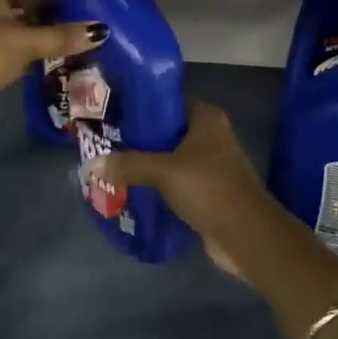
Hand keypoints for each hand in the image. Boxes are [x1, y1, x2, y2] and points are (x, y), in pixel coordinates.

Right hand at [101, 102, 273, 277]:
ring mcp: (212, 166)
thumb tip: (90, 165)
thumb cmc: (209, 188)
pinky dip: (158, 188)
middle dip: (140, 140)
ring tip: (112, 168)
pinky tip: (133, 192)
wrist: (247, 236)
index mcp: (207, 118)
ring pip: (171, 160)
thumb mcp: (164, 171)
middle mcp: (211, 137)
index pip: (169, 103)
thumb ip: (128, 164)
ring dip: (148, 166)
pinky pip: (177, 184)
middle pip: (168, 133)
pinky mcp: (209, 193)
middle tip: (106, 144)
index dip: (142, 108)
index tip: (114, 115)